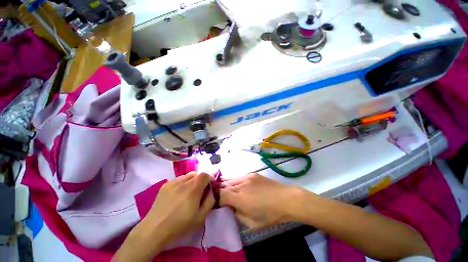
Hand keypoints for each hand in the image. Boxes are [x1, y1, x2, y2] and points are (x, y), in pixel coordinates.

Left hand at [114, 172, 214, 260]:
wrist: (154, 229)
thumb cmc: (180, 225)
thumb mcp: (201, 216)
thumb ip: (210, 200)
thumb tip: (210, 190)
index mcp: (193, 189)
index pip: (205, 174)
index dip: (210, 178)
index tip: (210, 186)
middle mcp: (183, 181)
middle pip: (197, 174)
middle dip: (201, 180)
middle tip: (200, 191)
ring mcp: (173, 182)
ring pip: (188, 175)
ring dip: (192, 181)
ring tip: (189, 193)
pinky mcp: (165, 185)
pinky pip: (179, 179)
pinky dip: (183, 183)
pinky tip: (179, 194)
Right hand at [219, 173, 304, 228]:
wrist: (285, 199)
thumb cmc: (270, 215)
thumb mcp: (252, 223)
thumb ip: (238, 214)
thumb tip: (232, 207)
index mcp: (241, 199)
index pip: (221, 195)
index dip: (218, 200)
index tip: (219, 204)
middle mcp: (241, 185)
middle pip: (224, 186)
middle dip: (219, 191)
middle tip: (218, 196)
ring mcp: (247, 177)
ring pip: (230, 179)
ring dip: (226, 185)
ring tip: (224, 190)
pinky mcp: (252, 174)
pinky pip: (239, 177)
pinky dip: (234, 181)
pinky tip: (235, 185)